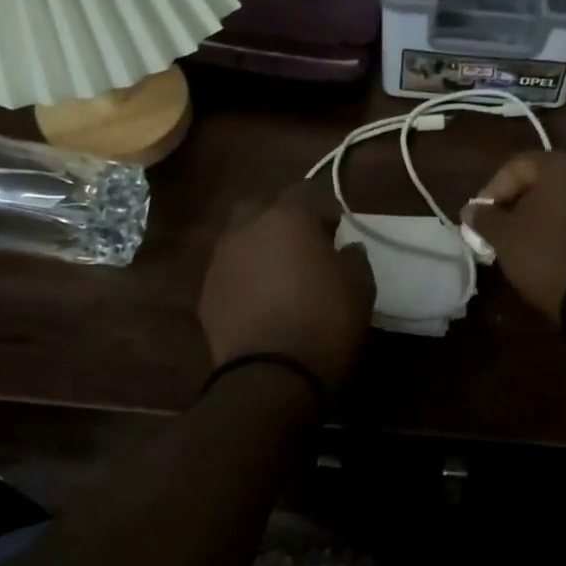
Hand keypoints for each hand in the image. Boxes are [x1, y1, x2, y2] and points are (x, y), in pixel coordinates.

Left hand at [199, 182, 374, 393]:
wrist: (271, 375)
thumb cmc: (325, 322)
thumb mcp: (360, 286)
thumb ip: (353, 257)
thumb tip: (345, 247)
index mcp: (287, 217)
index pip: (306, 190)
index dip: (324, 206)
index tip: (337, 229)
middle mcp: (246, 228)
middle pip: (262, 205)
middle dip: (282, 217)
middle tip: (303, 243)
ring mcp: (220, 259)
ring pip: (240, 237)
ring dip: (259, 246)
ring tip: (279, 273)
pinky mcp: (206, 292)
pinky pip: (228, 270)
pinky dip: (244, 275)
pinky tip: (260, 299)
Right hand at [460, 151, 565, 323]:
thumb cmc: (546, 256)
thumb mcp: (504, 237)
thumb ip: (484, 218)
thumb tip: (471, 209)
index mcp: (561, 167)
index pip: (518, 164)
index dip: (494, 188)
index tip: (481, 215)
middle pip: (545, 179)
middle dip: (519, 200)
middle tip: (501, 225)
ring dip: (543, 214)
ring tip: (525, 240)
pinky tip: (553, 249)